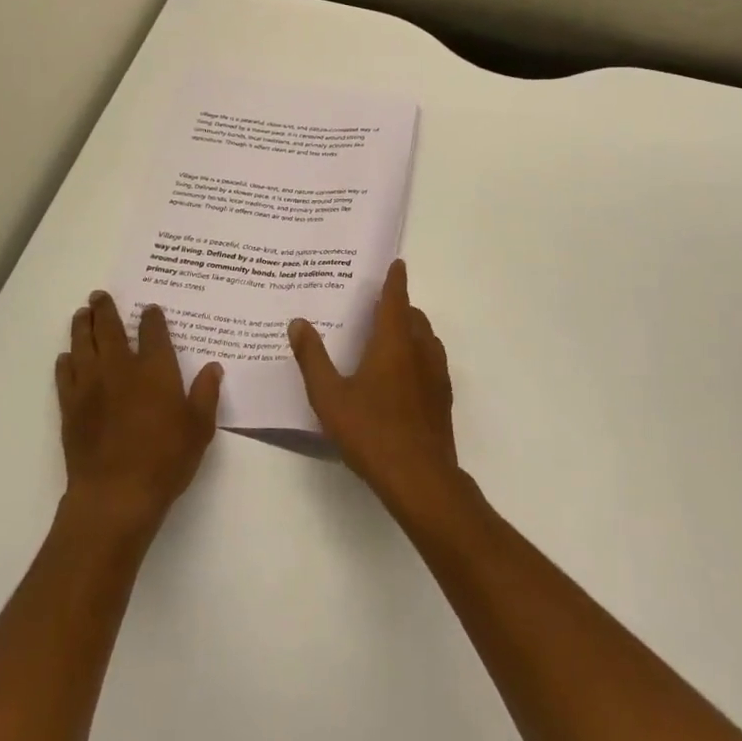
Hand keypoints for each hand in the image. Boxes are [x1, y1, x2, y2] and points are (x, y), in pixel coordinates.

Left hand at [56, 293, 222, 537]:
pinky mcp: (70, 408)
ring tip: (81, 314)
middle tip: (99, 296)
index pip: (153, 332)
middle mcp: (120, 368)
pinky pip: (65, 376)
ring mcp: (91, 387)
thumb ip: (206, 394)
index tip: (150, 310)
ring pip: (82, 345)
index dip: (151, 317)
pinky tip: (66, 357)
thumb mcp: (199, 428)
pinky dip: (65, 362)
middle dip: (105, 310)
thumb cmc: (165, 459)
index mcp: (155, 369)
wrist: (115, 495)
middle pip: (109, 329)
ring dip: (82, 327)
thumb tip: (212, 367)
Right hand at [288, 259, 461, 515]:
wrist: (419, 477)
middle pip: (414, 316)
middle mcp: (420, 350)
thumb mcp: (329, 396)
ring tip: (389, 337)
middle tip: (379, 306)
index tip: (396, 263)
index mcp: (394, 342)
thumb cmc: (371, 431)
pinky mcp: (443, 397)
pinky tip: (403, 375)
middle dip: (400, 306)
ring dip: (412, 329)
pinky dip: (419, 354)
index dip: (395, 280)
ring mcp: (436, 374)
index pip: (396, 299)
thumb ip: (312, 358)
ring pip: (426, 338)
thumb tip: (298, 322)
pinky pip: (432, 361)